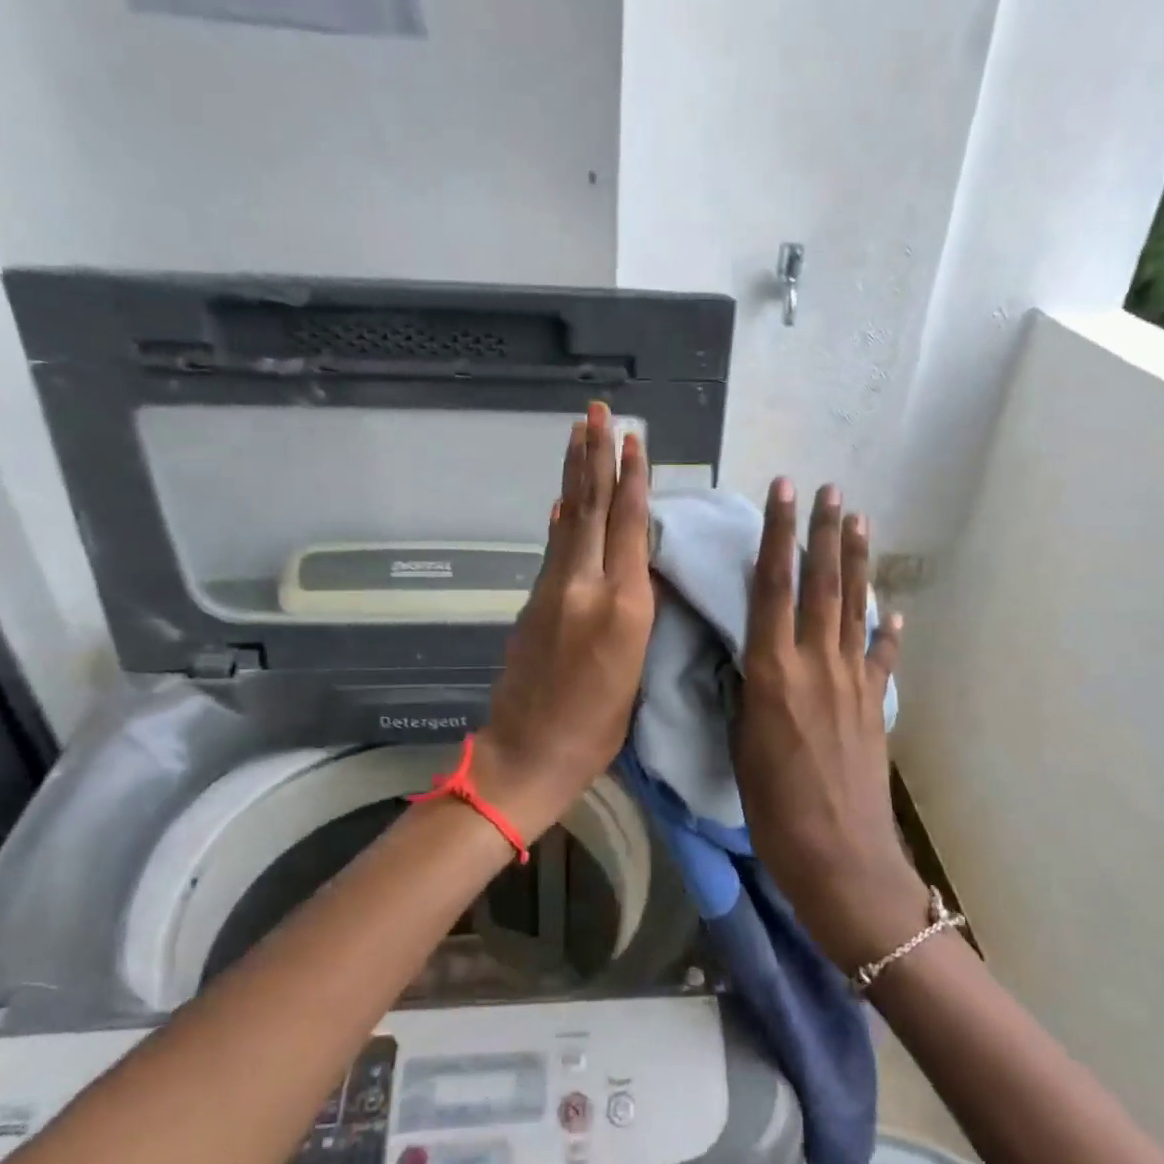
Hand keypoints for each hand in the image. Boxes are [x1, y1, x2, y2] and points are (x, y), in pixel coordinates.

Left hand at [474, 403, 653, 838]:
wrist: (528, 753)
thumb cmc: (597, 728)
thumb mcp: (635, 670)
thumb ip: (635, 611)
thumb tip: (631, 565)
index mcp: (623, 608)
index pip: (630, 527)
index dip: (633, 479)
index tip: (633, 438)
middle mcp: (586, 586)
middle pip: (593, 509)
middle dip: (596, 456)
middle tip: (596, 411)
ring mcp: (553, 590)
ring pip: (569, 520)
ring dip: (575, 474)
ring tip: (579, 433)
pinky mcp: (533, 601)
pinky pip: (553, 547)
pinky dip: (561, 517)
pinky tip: (564, 498)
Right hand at [734, 478, 922, 972]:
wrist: (841, 859)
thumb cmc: (774, 809)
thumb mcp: (740, 745)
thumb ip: (746, 692)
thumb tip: (746, 658)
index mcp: (773, 672)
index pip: (772, 588)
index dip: (777, 536)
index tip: (782, 493)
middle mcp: (816, 665)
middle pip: (821, 585)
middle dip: (822, 533)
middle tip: (829, 490)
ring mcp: (852, 683)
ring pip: (853, 608)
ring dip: (855, 562)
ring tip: (856, 521)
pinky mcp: (873, 706)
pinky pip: (880, 658)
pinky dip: (886, 631)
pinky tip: (891, 611)